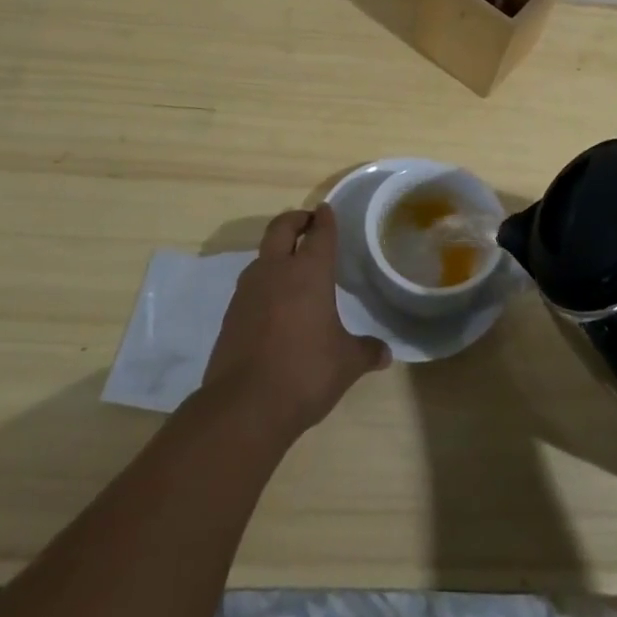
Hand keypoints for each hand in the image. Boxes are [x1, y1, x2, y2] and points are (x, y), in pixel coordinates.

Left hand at [202, 205, 389, 436]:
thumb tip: (385, 353)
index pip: (319, 234)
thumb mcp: (346, 363)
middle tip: (307, 222)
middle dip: (295, 219)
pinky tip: (274, 303)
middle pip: (281, 228)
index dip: (325, 220)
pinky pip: (251, 285)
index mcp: (309, 273)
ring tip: (291, 264)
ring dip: (276, 251)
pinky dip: (264, 282)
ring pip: (262, 255)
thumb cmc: (305, 373)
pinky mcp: (231, 314)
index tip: (326, 210)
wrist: (244, 406)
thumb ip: (366, 351)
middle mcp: (276, 271)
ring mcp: (248, 291)